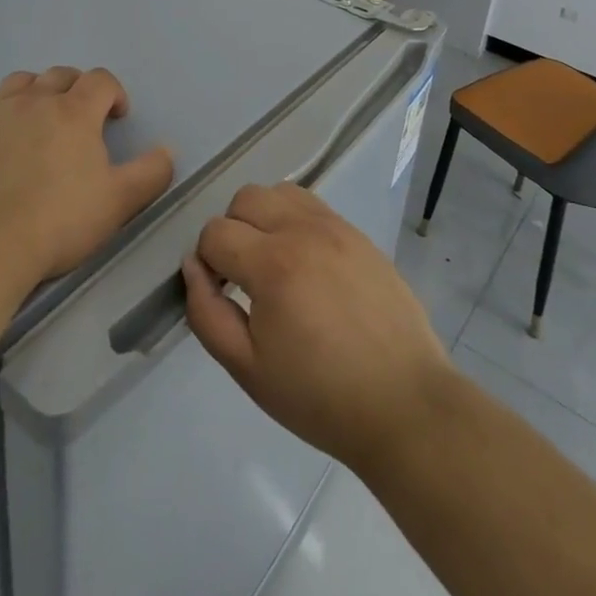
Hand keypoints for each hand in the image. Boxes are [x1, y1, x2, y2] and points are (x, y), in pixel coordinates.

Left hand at [0, 67, 174, 294]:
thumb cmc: (57, 224)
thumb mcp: (119, 203)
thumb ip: (151, 172)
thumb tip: (167, 150)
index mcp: (74, 111)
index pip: (100, 80)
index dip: (114, 93)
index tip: (117, 117)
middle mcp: (33, 102)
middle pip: (60, 75)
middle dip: (77, 88)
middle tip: (83, 118)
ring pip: (18, 82)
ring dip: (35, 91)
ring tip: (39, 118)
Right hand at [182, 183, 453, 474]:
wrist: (403, 404)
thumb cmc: (320, 397)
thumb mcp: (248, 369)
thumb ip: (207, 313)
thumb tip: (192, 266)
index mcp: (273, 263)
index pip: (216, 232)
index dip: (207, 262)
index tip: (222, 294)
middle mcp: (303, 230)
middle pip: (245, 198)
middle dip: (233, 231)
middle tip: (244, 277)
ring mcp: (336, 227)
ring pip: (280, 192)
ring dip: (265, 218)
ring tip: (275, 263)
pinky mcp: (359, 234)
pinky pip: (314, 206)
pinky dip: (296, 221)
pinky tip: (307, 264)